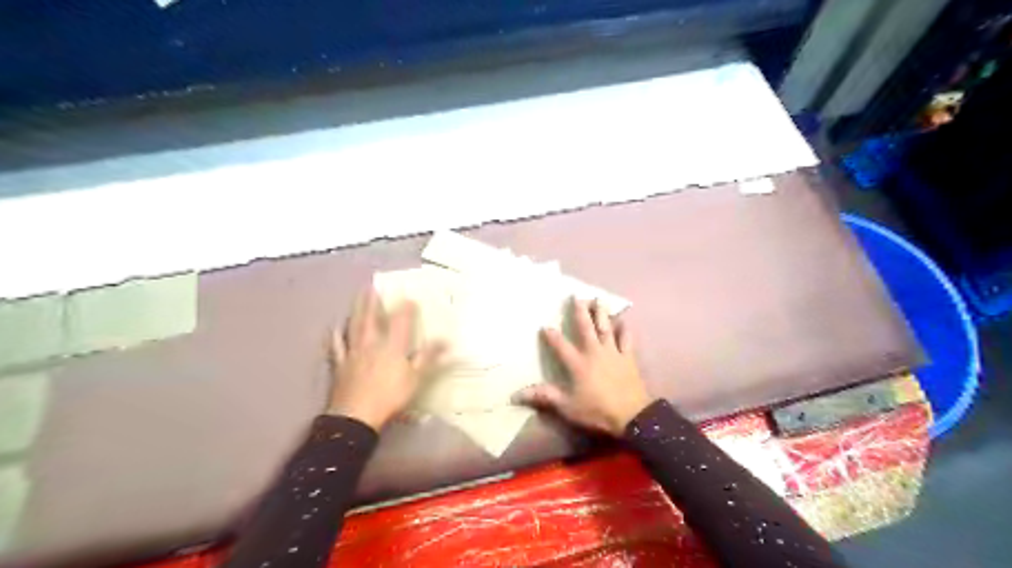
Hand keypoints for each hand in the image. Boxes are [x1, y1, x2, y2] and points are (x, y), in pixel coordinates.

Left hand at [331, 289, 443, 430]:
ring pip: (355, 326)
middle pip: (372, 318)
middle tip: (372, 286)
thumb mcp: (416, 378)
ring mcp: (354, 352)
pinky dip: (336, 335)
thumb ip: (429, 358)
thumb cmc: (390, 396)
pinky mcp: (340, 364)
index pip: (401, 321)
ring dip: (357, 311)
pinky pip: (337, 346)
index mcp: (393, 346)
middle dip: (373, 302)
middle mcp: (372, 343)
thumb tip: (447, 342)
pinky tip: (335, 328)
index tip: (409, 297)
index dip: (406, 308)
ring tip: (357, 298)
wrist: (356, 415)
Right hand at [510, 299, 653, 435]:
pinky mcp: (628, 357)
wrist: (632, 416)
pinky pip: (626, 340)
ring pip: (605, 328)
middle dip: (580, 312)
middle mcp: (594, 352)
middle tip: (576, 296)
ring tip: (598, 299)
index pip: (561, 345)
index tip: (544, 325)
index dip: (551, 336)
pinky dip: (624, 330)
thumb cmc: (596, 410)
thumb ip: (544, 396)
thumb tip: (516, 395)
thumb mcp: (567, 406)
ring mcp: (612, 353)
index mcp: (578, 363)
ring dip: (601, 313)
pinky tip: (623, 321)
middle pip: (586, 328)